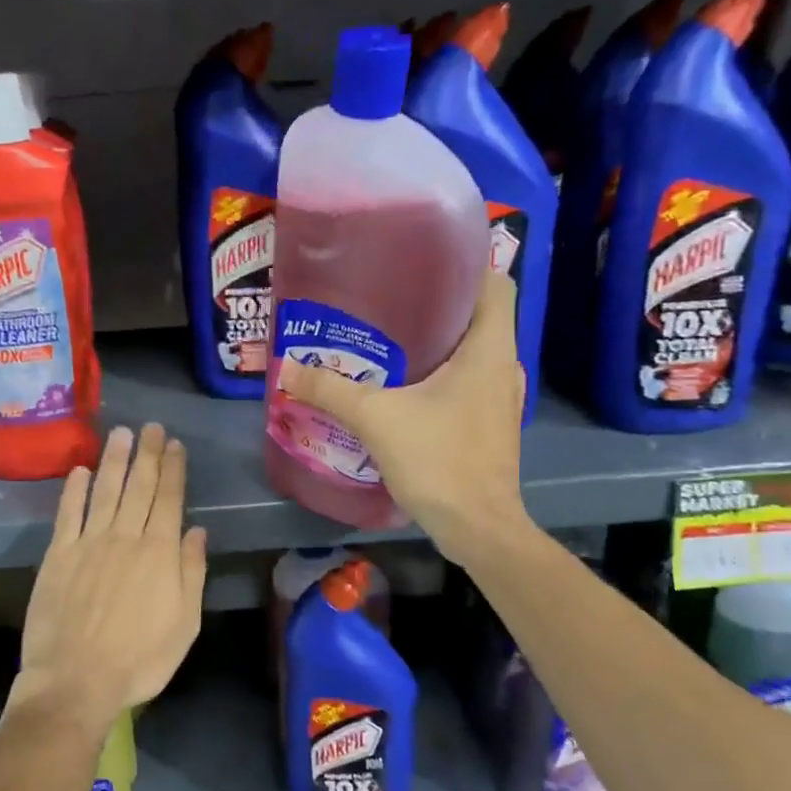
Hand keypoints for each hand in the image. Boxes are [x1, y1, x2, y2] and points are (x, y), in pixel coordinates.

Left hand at [15, 424, 208, 732]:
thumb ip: (191, 573)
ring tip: (122, 434)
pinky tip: (79, 471)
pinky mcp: (58, 555)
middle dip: (148, 454)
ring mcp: (89, 543)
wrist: (76, 681)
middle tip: (152, 427)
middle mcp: (125, 537)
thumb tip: (196, 531)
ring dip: (114, 460)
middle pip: (138, 487)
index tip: (175, 445)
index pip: (169, 499)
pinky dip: (74, 490)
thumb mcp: (185, 624)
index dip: (173, 469)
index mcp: (159, 553)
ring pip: (105, 491)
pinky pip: (68, 514)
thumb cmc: (140, 660)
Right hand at [277, 271, 529, 567]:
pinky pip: (469, 381)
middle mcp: (503, 366)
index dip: (466, 263)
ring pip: (474, 351)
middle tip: (389, 299)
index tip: (423, 262)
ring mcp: (501, 398)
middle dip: (438, 302)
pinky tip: (405, 387)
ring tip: (391, 337)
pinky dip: (443, 374)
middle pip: (480, 315)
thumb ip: (330, 390)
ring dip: (440, 341)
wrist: (478, 528)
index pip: (494, 282)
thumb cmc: (439, 460)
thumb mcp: (376, 419)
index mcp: (489, 349)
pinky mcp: (491, 424)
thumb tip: (287, 368)